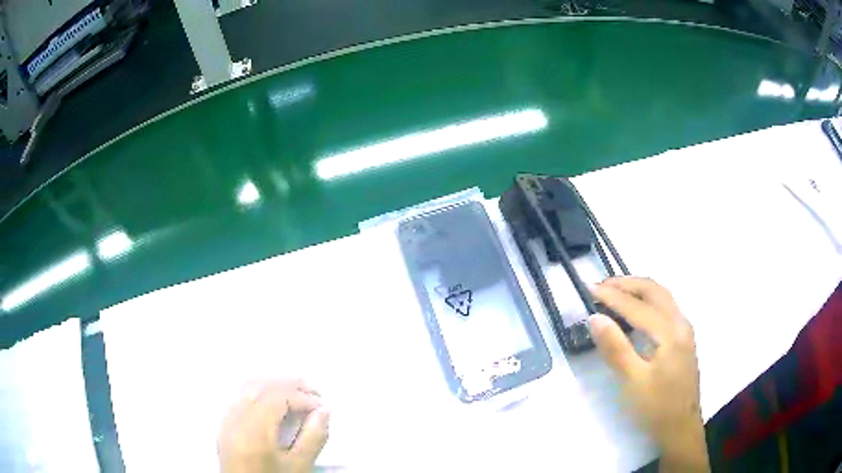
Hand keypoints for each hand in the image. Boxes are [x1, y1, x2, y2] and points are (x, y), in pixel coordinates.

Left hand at [218, 378, 329, 472]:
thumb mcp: (299, 467)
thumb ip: (313, 438)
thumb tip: (325, 411)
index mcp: (253, 430)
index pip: (277, 397)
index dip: (302, 397)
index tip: (323, 407)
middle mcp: (235, 419)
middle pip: (261, 386)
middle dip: (289, 384)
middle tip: (314, 391)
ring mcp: (226, 420)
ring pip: (247, 387)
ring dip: (273, 383)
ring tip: (296, 390)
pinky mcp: (224, 425)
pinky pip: (239, 396)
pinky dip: (258, 390)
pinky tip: (272, 398)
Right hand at [591, 277, 708, 472]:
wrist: (681, 428)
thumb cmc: (656, 407)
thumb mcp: (633, 382)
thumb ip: (616, 348)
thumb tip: (595, 318)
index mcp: (670, 332)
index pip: (637, 305)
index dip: (612, 295)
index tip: (588, 288)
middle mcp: (680, 323)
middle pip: (654, 290)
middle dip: (627, 283)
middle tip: (600, 285)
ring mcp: (684, 330)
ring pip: (662, 296)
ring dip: (638, 289)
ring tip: (615, 291)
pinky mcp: (683, 339)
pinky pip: (665, 307)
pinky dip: (647, 299)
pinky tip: (636, 310)